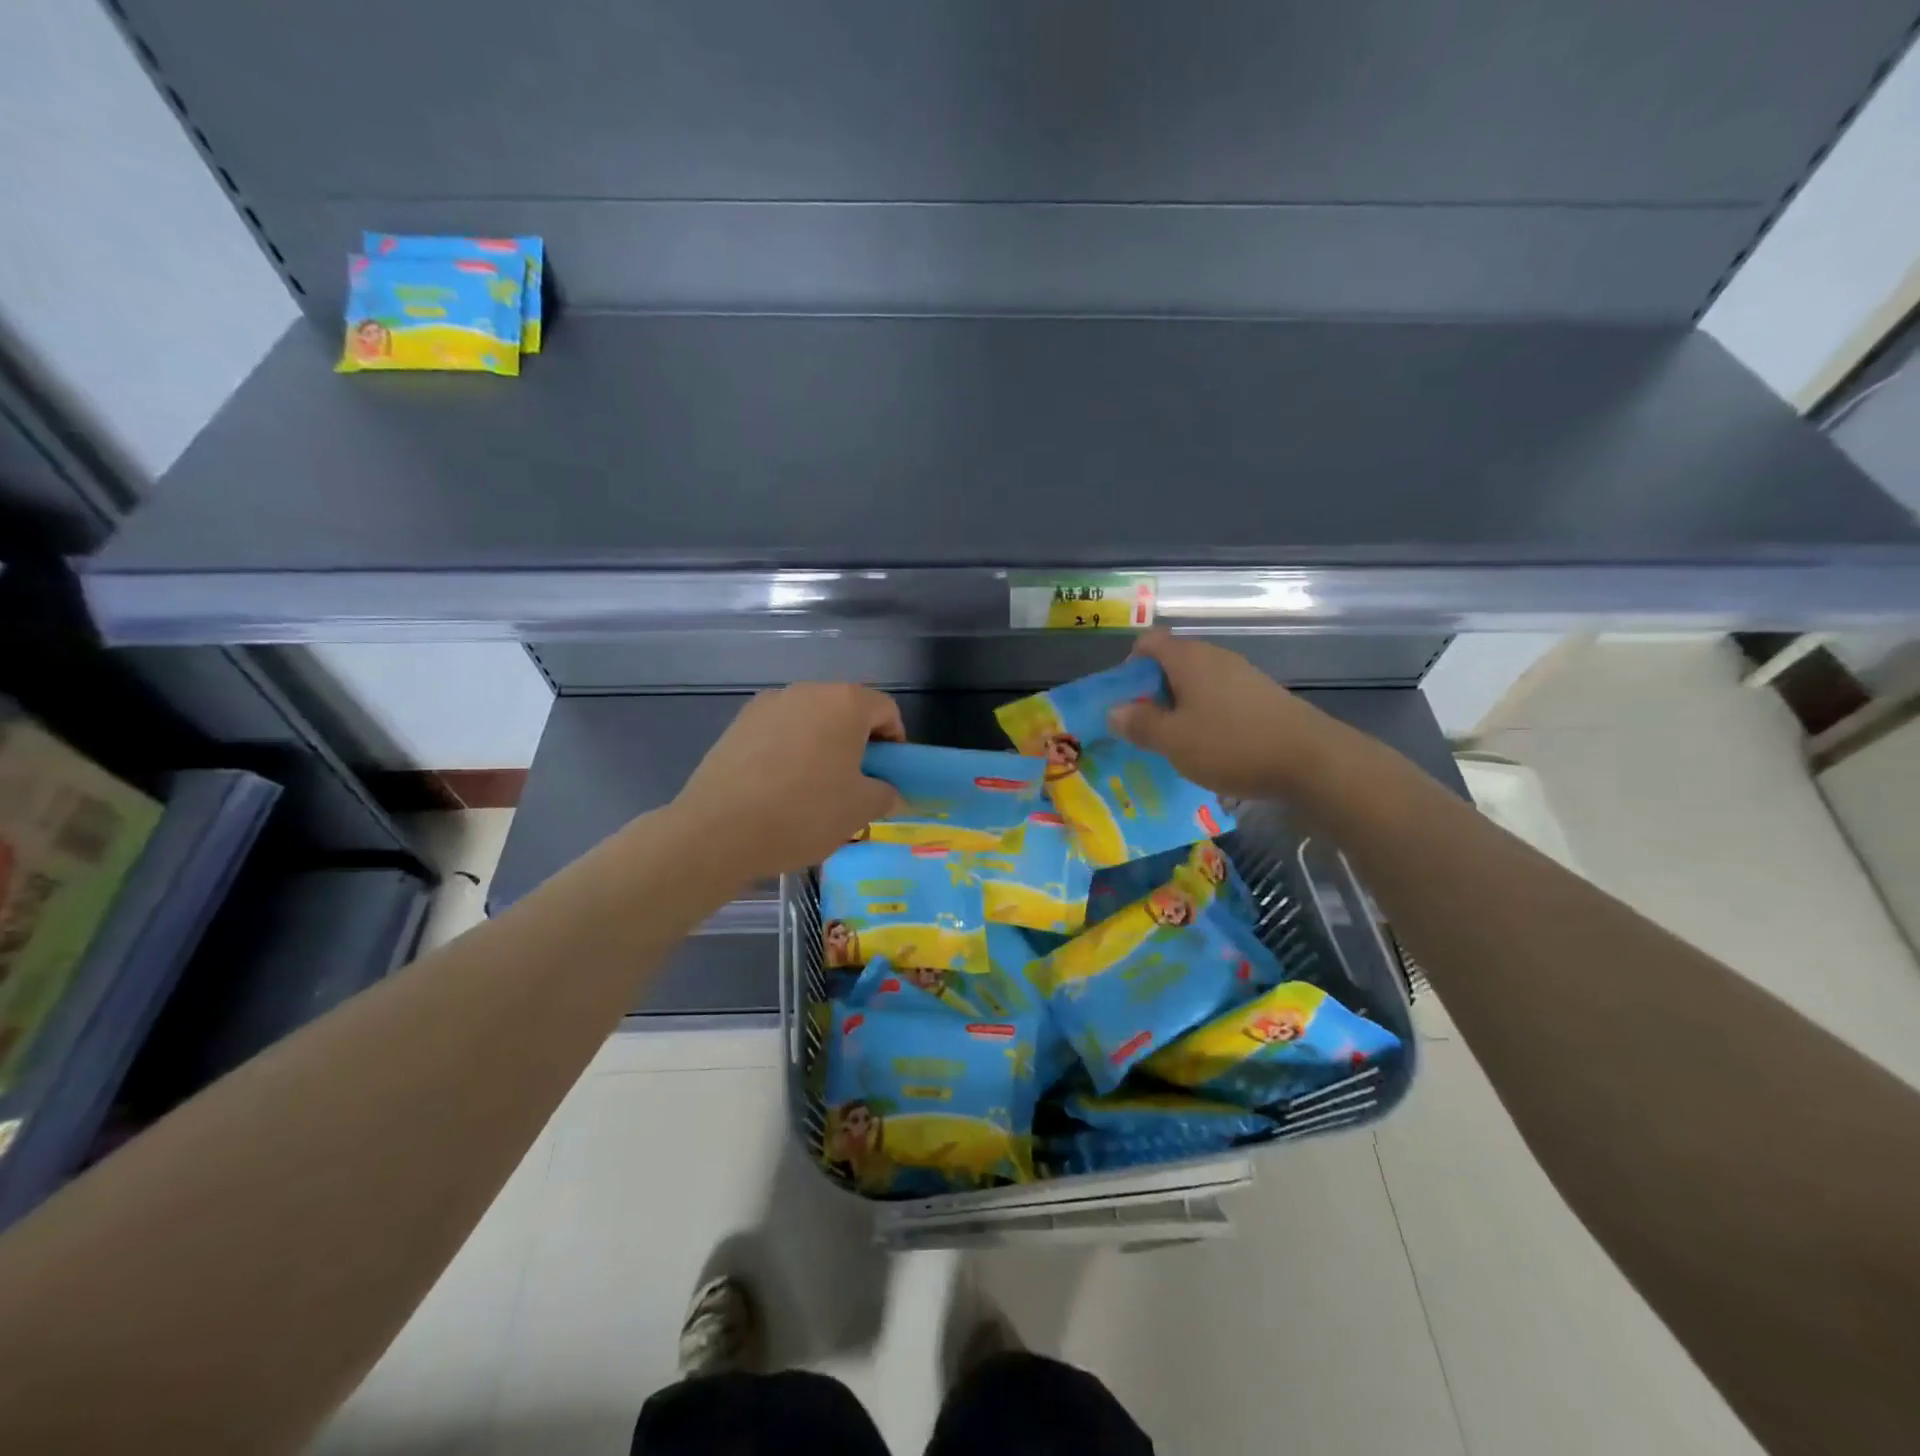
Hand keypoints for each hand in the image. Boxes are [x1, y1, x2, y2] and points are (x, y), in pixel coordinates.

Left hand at [673, 684, 904, 878]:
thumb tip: (888, 792)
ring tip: (815, 787)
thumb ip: (885, 794)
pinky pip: (779, 732)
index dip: (895, 742)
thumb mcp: (860, 809)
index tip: (888, 775)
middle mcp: (807, 691)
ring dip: (822, 745)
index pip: (885, 710)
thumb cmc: (804, 813)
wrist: (719, 831)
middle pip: (845, 710)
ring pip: (810, 720)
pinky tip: (780, 787)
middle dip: (857, 742)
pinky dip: (790, 751)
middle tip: (856, 783)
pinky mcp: (738, 724)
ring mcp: (768, 704)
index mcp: (845, 703)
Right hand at [1106, 631, 1327, 798]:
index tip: (1124, 698)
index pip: (1149, 642)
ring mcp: (1243, 675)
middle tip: (1144, 726)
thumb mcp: (1174, 740)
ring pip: (1198, 682)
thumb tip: (1114, 711)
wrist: (1311, 760)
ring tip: (1174, 740)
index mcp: (1189, 659)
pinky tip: (1210, 746)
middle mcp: (1216, 658)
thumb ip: (1140, 724)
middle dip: (1153, 690)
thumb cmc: (1231, 744)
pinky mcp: (1263, 696)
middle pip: (1173, 662)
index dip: (1130, 664)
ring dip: (1180, 705)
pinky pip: (1221, 697)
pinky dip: (1206, 714)